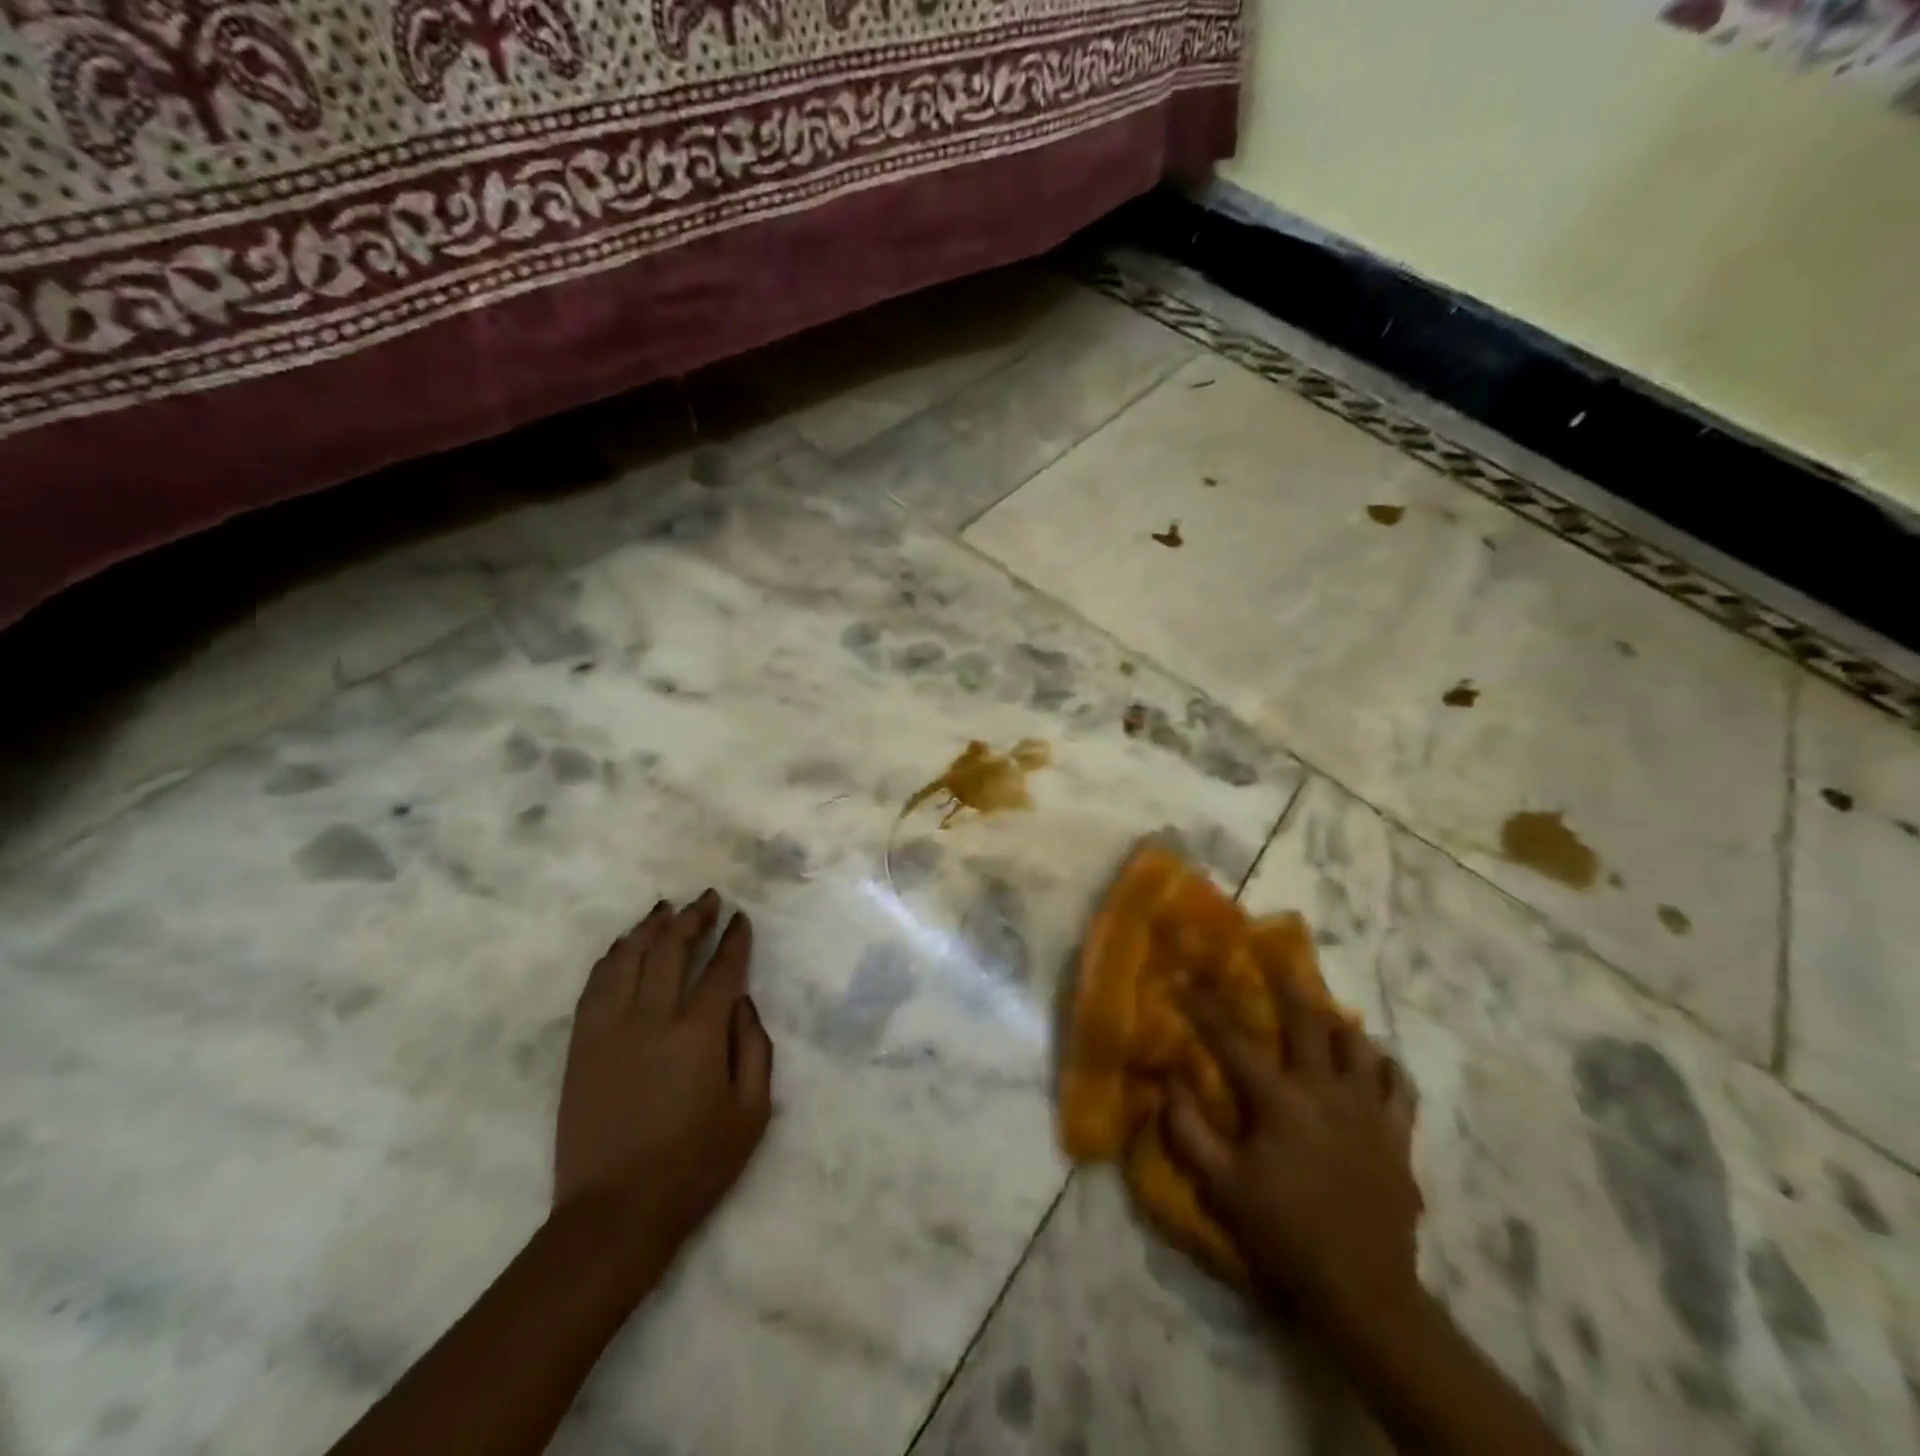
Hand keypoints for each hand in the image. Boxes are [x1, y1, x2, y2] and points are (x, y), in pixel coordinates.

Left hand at [554, 891, 773, 1265]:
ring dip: (650, 927)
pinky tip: (623, 945)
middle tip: (708, 898)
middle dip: (693, 918)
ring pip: (628, 958)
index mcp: (699, 1034)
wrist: (614, 1215)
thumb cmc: (694, 1166)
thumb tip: (742, 1003)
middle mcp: (652, 1019)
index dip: (734, 939)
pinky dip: (611, 957)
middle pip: (671, 949)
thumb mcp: (752, 1113)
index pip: (721, 969)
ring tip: (666, 908)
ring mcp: (609, 1030)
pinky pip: (594, 985)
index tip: (741, 918)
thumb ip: (755, 1048)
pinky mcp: (581, 1046)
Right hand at [1162, 989, 1422, 1335]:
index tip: (1185, 978)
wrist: (1362, 1291)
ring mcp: (1368, 1110)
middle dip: (1285, 985)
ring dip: (1335, 1022)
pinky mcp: (1398, 1135)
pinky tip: (1369, 1061)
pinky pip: (1398, 1084)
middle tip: (1271, 958)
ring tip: (1320, 1013)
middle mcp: (1326, 1091)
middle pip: (1307, 1021)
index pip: (1233, 1040)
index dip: (1205, 1006)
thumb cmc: (1283, 1233)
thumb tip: (1169, 1078)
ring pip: (1357, 1043)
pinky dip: (1383, 1065)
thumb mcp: (1220, 1186)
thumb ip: (1188, 1129)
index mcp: (1280, 1102)